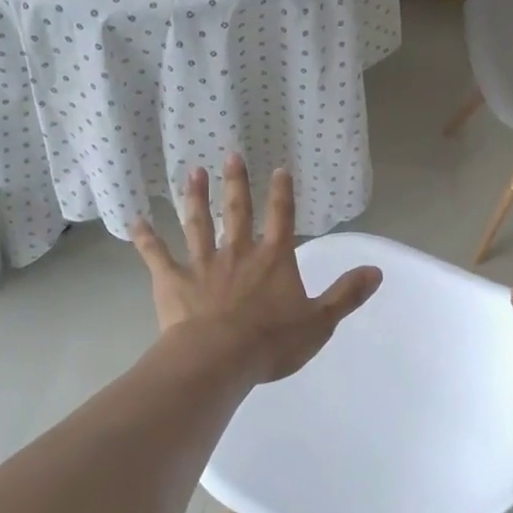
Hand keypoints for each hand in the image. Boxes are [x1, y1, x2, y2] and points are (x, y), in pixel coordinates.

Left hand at [130, 155, 381, 383]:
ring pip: (198, 223)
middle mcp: (238, 253)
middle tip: (231, 154)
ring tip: (193, 171)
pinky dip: (145, 238)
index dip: (282, 193)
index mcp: (273, 260)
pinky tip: (135, 220)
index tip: (279, 168)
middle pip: (237, 211)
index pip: (281, 218)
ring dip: (195, 197)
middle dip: (236, 183)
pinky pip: (156, 255)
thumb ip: (346, 294)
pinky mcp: (173, 281)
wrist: (220, 358)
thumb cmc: (272, 341)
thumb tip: (377, 271)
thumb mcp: (320, 322)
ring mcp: (203, 264)